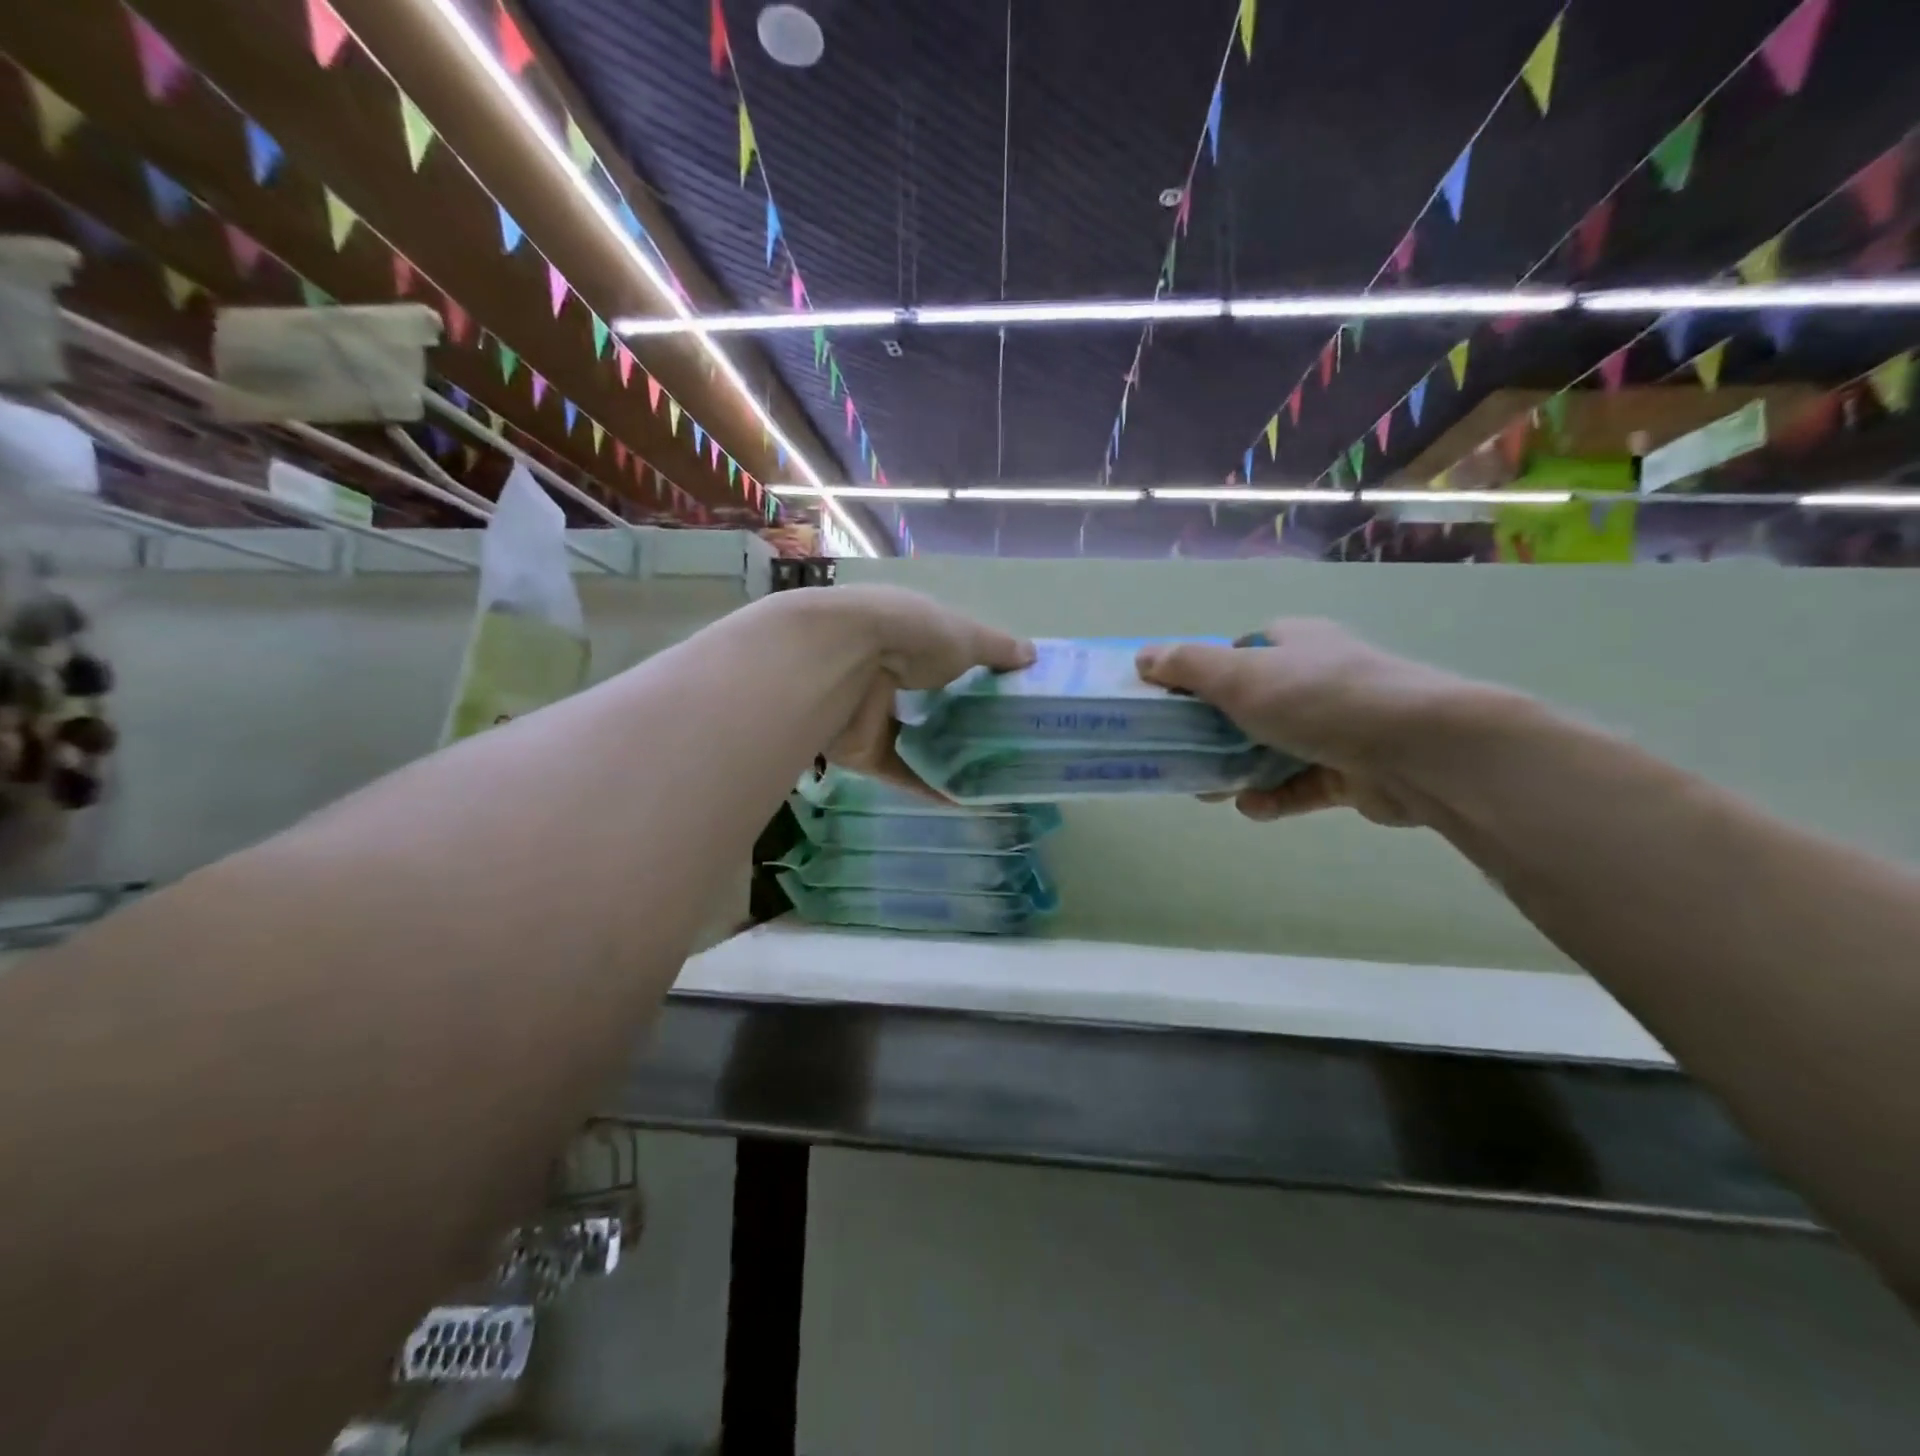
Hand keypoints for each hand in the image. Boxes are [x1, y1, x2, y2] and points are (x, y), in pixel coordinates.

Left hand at [823, 586, 1033, 794]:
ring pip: (914, 740)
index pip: (945, 655)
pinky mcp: (862, 750)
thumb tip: (1032, 655)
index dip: (974, 672)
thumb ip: (998, 649)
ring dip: (946, 756)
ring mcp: (873, 713)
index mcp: (908, 635)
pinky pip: (901, 772)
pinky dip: (930, 786)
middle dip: (962, 719)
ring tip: (992, 774)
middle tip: (1005, 741)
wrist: (842, 661)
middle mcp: (888, 672)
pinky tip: (966, 800)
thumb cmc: (910, 635)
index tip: (1007, 696)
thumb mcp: (965, 635)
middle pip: (930, 701)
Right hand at [1135, 620, 1491, 826]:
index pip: (1242, 651)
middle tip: (1184, 753)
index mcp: (1295, 643)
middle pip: (1252, 704)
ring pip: (1274, 749)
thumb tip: (1143, 657)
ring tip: (1208, 790)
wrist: (1419, 749)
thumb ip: (1188, 667)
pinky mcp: (1353, 772)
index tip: (1176, 701)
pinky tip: (1254, 808)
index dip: (1206, 673)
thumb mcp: (1240, 675)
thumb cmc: (1319, 697)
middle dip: (1215, 732)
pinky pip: (1301, 786)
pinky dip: (1275, 797)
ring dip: (1239, 770)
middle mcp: (1318, 679)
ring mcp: (1339, 727)